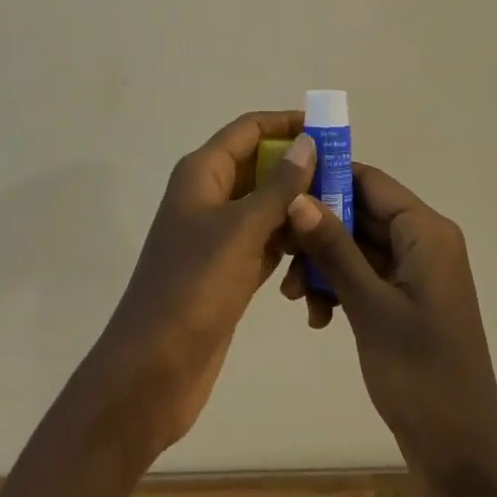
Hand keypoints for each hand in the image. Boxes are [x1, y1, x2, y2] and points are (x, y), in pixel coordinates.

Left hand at [85, 112, 315, 459]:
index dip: (286, 123)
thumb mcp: (241, 230)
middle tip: (345, 179)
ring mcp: (217, 235)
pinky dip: (289, 248)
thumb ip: (279, 186)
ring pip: (267, 207)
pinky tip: (317, 263)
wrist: (151, 372)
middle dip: (300, 170)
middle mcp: (208, 196)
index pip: (249, 130)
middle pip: (261, 166)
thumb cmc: (194, 288)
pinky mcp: (228, 270)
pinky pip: (266, 243)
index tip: (328, 128)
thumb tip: (308, 141)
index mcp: (202, 173)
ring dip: (298, 212)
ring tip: (341, 220)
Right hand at [281, 164, 496, 496]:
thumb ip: (334, 248)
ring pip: (357, 246)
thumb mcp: (370, 307)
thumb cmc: (421, 374)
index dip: (327, 180)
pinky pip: (365, 275)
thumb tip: (298, 196)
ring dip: (323, 265)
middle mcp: (423, 241)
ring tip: (294, 298)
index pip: (370, 181)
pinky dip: (339, 288)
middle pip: (360, 213)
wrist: (463, 458)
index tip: (281, 192)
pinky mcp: (405, 302)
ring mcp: (415, 273)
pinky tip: (317, 319)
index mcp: (425, 231)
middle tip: (278, 254)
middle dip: (318, 231)